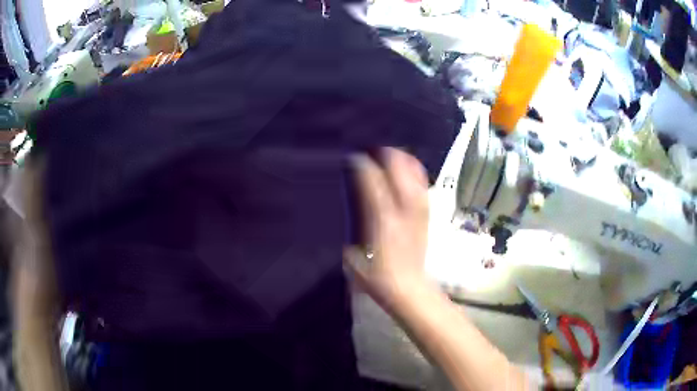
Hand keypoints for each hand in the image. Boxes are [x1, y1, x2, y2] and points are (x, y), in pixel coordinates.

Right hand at [344, 148, 430, 310]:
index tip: (353, 157)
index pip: (373, 181)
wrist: (408, 287)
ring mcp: (418, 210)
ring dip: (401, 160)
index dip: (362, 165)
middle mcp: (403, 209)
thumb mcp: (353, 254)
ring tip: (388, 156)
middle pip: (399, 169)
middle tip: (371, 151)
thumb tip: (351, 203)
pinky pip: (422, 183)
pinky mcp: (426, 214)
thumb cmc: (376, 275)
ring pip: (413, 172)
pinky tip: (405, 170)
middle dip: (384, 154)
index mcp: (382, 219)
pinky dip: (413, 171)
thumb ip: (353, 225)